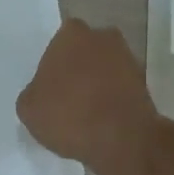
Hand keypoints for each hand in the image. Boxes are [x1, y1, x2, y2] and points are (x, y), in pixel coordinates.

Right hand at [17, 18, 160, 174]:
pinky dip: (112, 99)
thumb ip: (33, 92)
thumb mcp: (28, 109)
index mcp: (71, 34)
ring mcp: (128, 59)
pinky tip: (101, 121)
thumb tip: (42, 93)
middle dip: (77, 69)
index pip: (58, 42)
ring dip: (96, 84)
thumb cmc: (68, 115)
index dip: (53, 64)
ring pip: (104, 68)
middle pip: (84, 52)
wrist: (123, 140)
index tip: (49, 86)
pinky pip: (119, 88)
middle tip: (66, 97)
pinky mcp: (145, 83)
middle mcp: (103, 37)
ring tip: (84, 113)